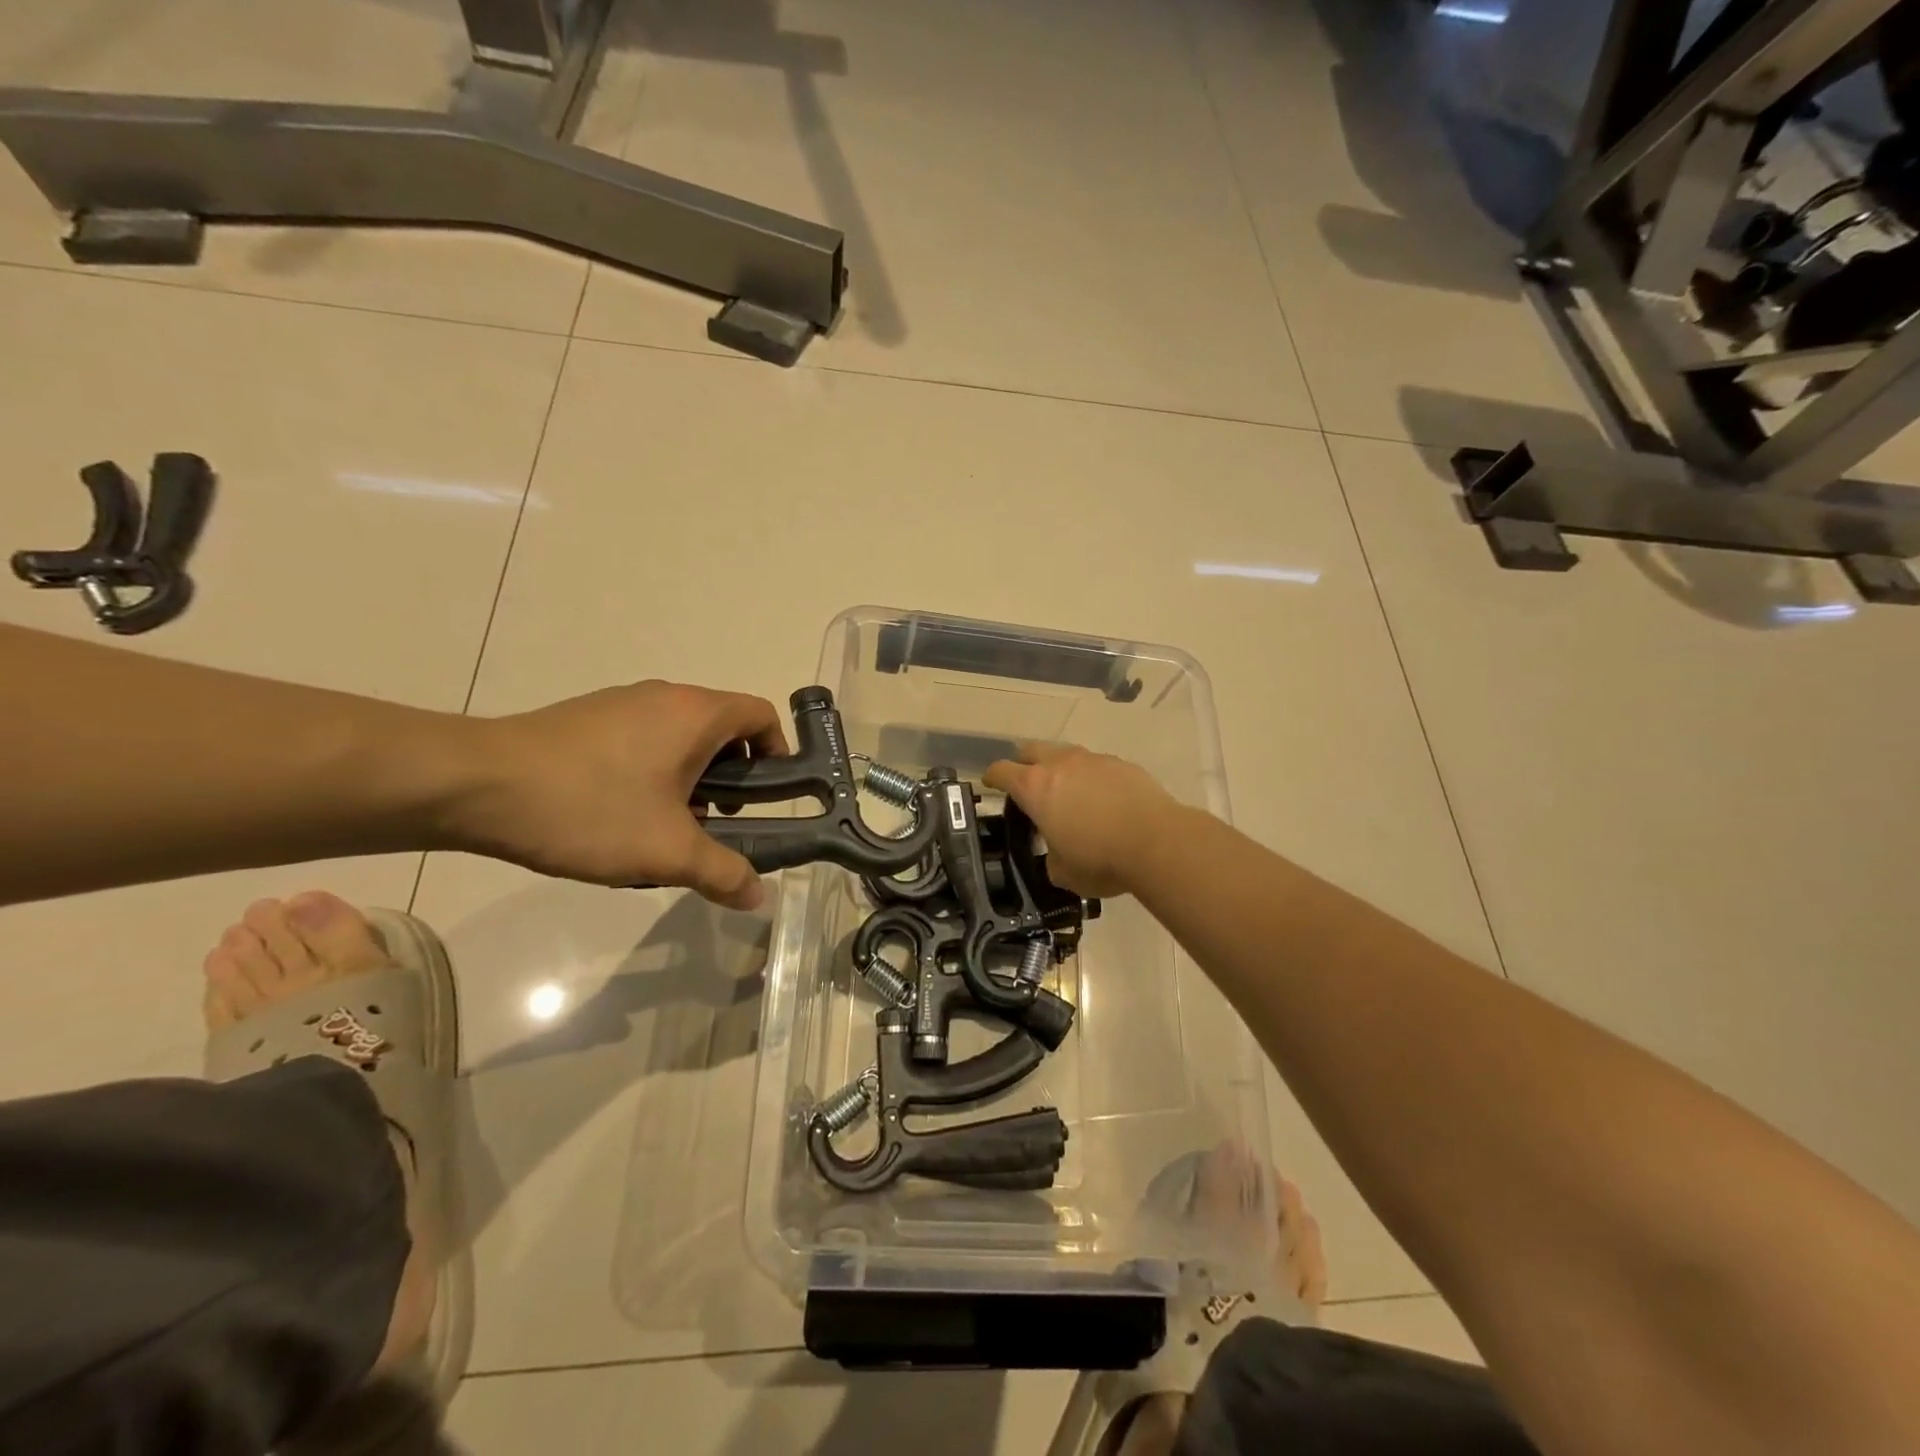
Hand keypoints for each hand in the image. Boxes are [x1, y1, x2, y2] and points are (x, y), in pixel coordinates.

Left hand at [454, 681, 788, 908]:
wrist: (475, 785)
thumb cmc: (590, 808)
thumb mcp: (666, 851)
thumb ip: (722, 872)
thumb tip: (759, 896)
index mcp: (696, 714)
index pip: (761, 715)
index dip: (777, 753)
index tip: (766, 798)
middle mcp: (665, 697)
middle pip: (722, 728)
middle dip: (730, 777)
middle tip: (712, 823)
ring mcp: (621, 703)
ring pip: (679, 737)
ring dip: (689, 778)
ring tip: (662, 827)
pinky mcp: (586, 718)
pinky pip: (641, 739)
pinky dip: (651, 772)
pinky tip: (617, 815)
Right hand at [983, 743, 1182, 897]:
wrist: (1157, 843)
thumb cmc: (1100, 859)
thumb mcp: (1062, 872)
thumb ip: (1050, 858)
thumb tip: (1056, 855)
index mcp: (1035, 787)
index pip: (1001, 771)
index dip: (992, 778)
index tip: (991, 785)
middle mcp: (1060, 764)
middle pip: (1030, 751)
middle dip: (1024, 765)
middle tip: (1029, 789)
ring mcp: (1093, 760)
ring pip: (1066, 755)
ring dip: (1060, 770)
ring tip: (1070, 797)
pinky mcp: (1122, 764)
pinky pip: (1097, 765)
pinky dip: (1092, 779)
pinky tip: (1104, 802)